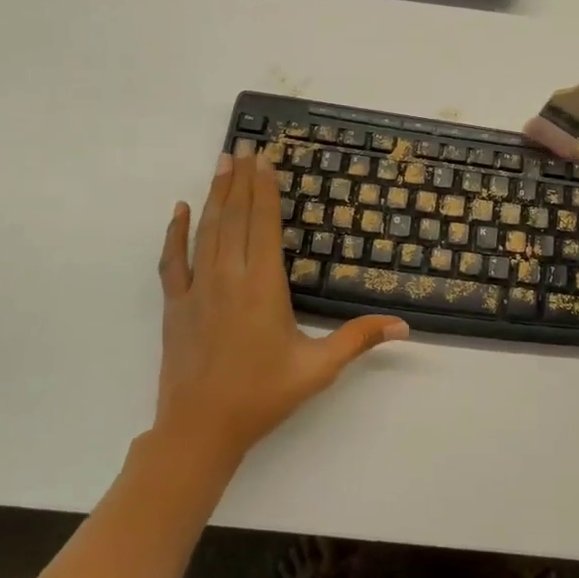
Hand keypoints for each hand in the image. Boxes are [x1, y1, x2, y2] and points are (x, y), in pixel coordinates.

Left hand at [151, 149, 407, 469]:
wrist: (200, 429)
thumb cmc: (263, 396)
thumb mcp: (318, 369)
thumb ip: (359, 340)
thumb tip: (405, 326)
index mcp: (263, 287)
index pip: (264, 225)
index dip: (266, 190)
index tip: (266, 160)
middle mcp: (228, 278)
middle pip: (235, 218)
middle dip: (241, 181)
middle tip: (244, 147)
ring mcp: (197, 289)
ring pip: (207, 231)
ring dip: (215, 195)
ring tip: (222, 163)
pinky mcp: (175, 304)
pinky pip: (174, 259)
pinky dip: (176, 232)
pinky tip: (180, 209)